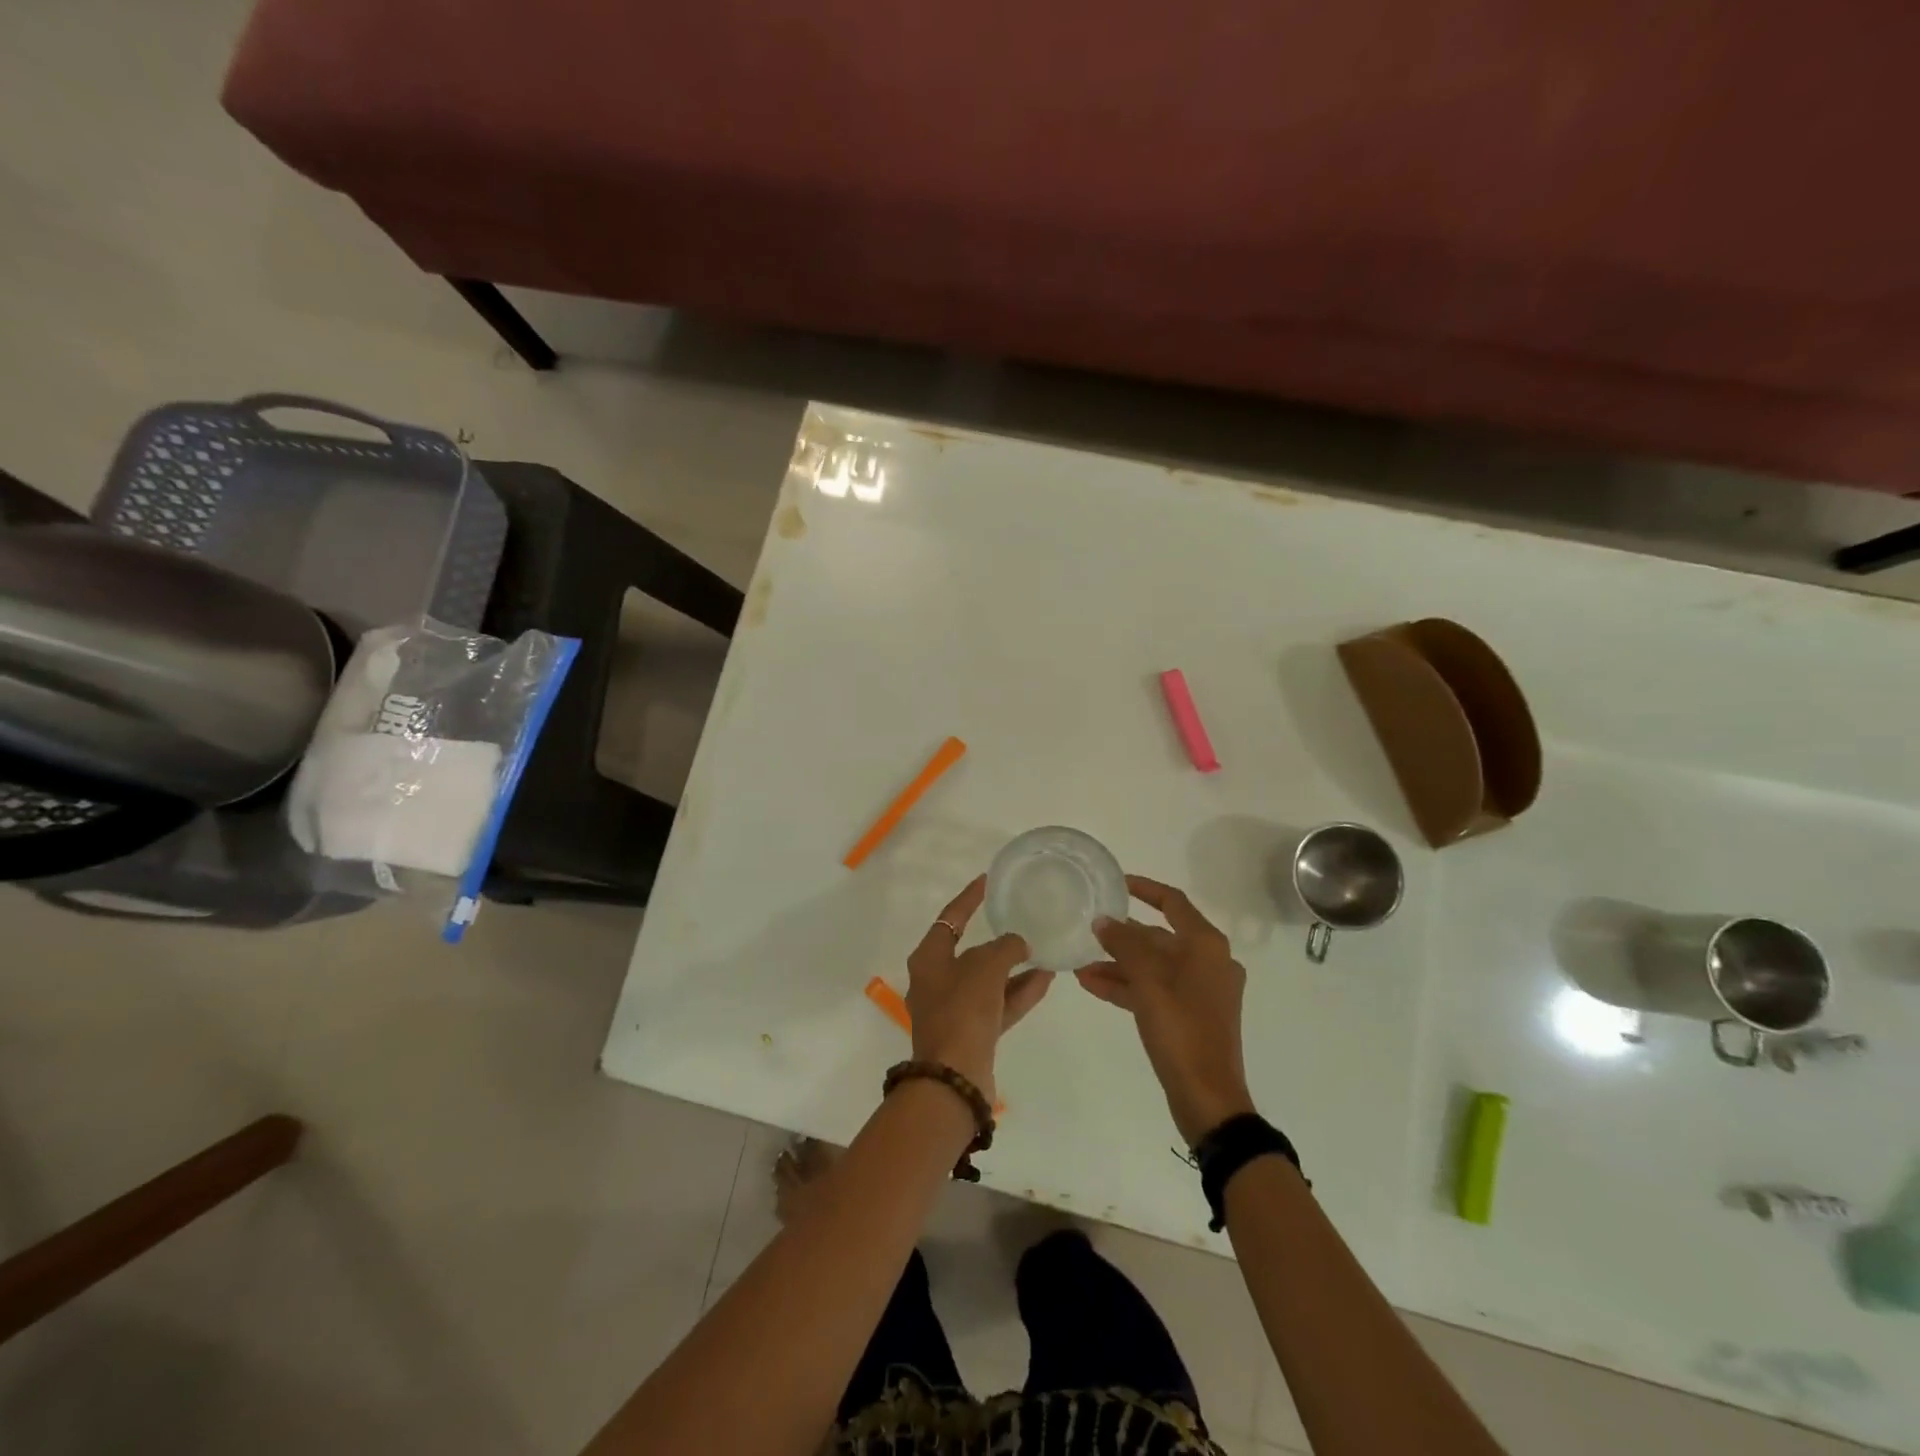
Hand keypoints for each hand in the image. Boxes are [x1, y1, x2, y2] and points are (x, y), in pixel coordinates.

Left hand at [906, 876, 1051, 1102]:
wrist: (955, 1078)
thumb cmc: (962, 1010)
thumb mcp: (985, 967)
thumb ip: (1005, 948)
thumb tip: (1019, 944)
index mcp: (928, 959)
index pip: (950, 918)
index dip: (969, 898)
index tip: (986, 880)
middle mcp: (936, 981)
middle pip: (969, 951)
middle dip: (997, 940)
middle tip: (1020, 920)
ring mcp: (954, 1010)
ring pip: (988, 980)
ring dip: (1014, 967)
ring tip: (1044, 951)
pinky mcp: (972, 1034)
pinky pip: (998, 1004)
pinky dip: (1018, 992)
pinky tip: (1045, 978)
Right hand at [1076, 876, 1254, 1144]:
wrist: (1208, 1097)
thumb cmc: (1181, 1030)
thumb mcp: (1148, 982)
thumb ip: (1124, 945)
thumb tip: (1104, 921)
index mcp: (1206, 946)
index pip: (1173, 902)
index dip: (1144, 888)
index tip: (1115, 883)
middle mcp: (1208, 961)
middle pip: (1160, 937)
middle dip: (1122, 937)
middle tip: (1088, 930)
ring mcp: (1201, 990)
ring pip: (1154, 966)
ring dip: (1119, 964)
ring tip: (1080, 964)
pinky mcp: (1191, 1015)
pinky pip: (1155, 989)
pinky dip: (1128, 986)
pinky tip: (1092, 984)